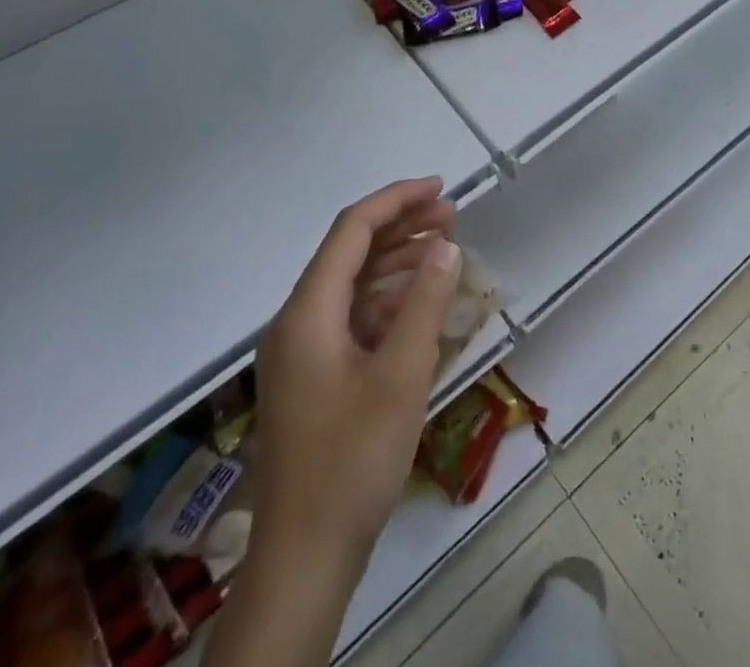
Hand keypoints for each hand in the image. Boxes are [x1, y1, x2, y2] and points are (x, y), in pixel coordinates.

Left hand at [253, 177, 461, 564]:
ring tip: (444, 251)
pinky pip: (350, 318)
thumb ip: (424, 302)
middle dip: (401, 227)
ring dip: (396, 262)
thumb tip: (446, 246)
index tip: (442, 189)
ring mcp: (300, 352)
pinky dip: (386, 301)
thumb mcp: (401, 375)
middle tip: (452, 217)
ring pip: (351, 285)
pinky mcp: (311, 378)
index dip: (397, 200)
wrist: (304, 560)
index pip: (351, 230)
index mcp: (307, 312)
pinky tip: (419, 306)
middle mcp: (296, 321)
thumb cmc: (353, 460)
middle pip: (349, 252)